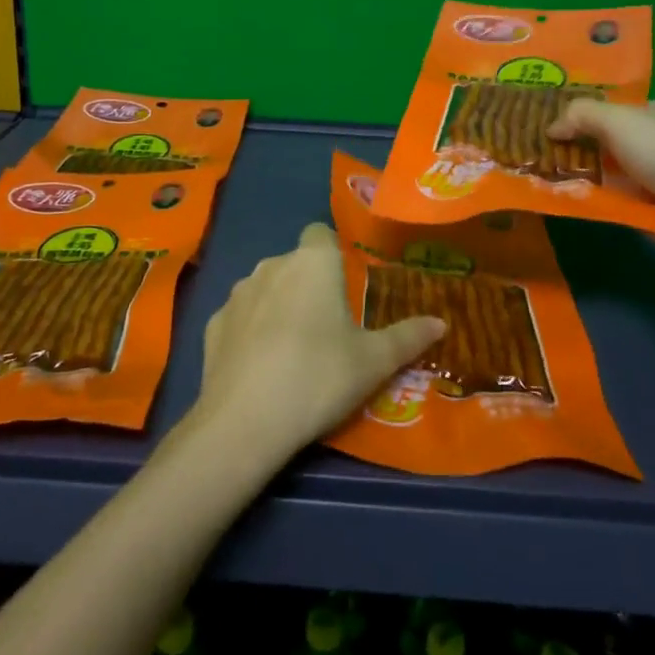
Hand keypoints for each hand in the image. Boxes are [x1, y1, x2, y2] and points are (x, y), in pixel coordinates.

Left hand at [196, 224, 445, 456]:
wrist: (245, 420)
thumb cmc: (319, 376)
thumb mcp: (374, 362)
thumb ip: (407, 337)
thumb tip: (441, 323)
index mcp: (313, 262)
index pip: (321, 233)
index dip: (333, 252)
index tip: (346, 284)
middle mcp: (272, 265)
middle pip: (295, 263)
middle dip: (309, 284)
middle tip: (330, 325)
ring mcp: (237, 293)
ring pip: (265, 288)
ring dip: (279, 305)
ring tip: (295, 349)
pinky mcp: (213, 323)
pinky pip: (241, 317)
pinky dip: (251, 331)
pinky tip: (261, 366)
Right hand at [548, 99, 654, 273]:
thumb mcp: (620, 120)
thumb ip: (580, 115)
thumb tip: (550, 127)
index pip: (612, 109)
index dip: (579, 113)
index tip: (542, 119)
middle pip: (603, 142)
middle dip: (571, 145)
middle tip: (529, 148)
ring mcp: (652, 181)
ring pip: (602, 174)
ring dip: (573, 175)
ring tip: (532, 174)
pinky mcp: (645, 213)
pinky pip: (607, 203)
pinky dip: (585, 201)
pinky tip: (555, 199)